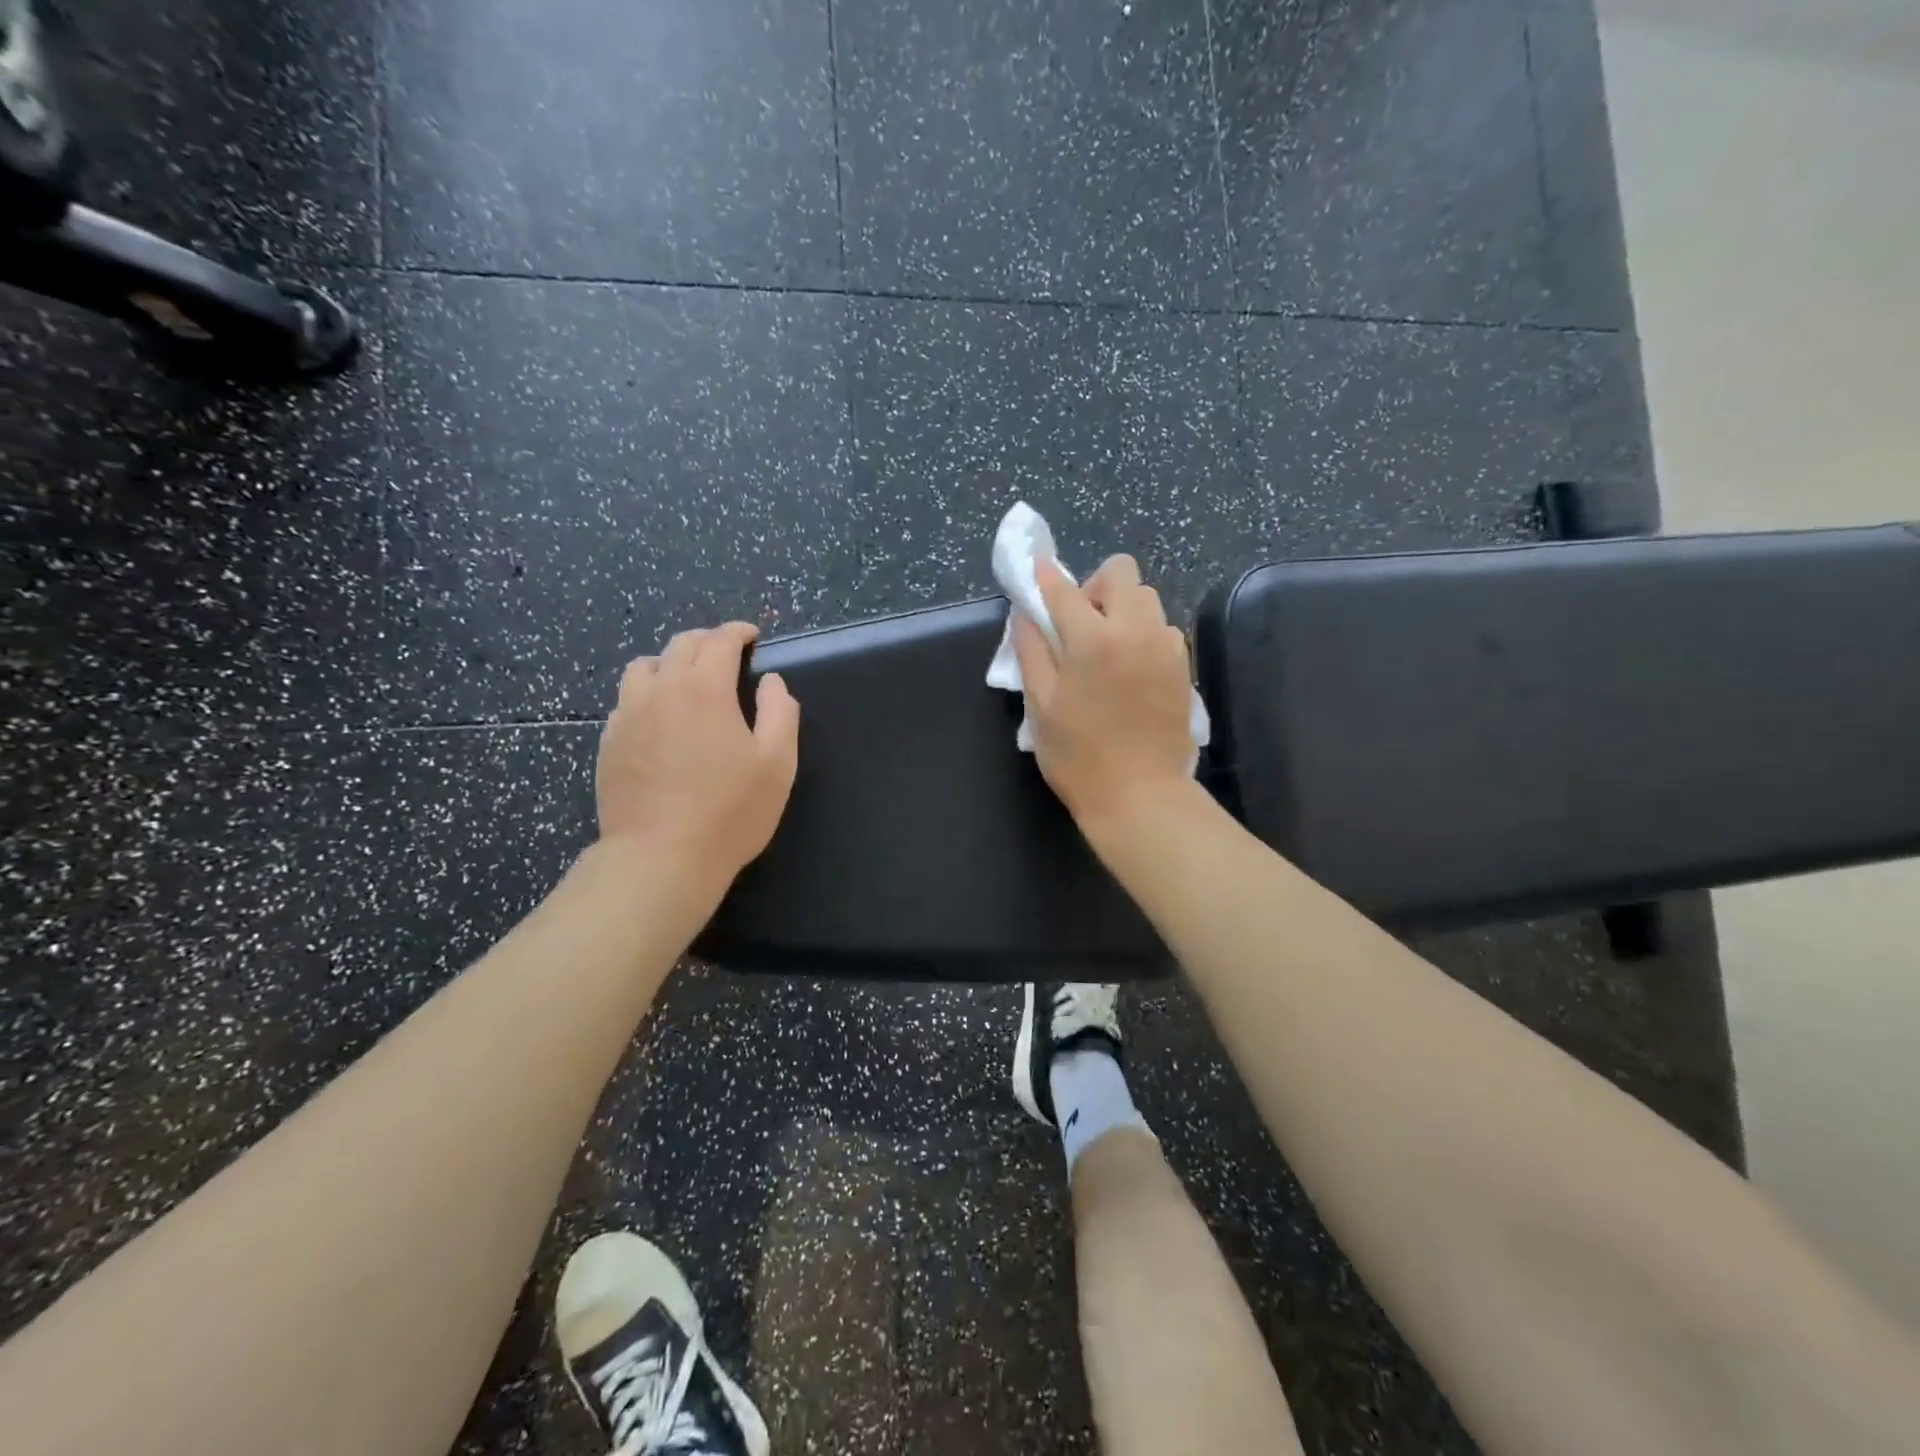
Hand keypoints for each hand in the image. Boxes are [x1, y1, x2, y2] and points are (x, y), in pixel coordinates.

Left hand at [596, 622, 799, 889]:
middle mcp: (661, 691)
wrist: (660, 858)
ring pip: (643, 668)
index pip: (719, 641)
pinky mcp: (608, 742)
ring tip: (685, 680)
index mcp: (704, 689)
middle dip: (706, 641)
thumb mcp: (777, 764)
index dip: (738, 632)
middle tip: (725, 653)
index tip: (752, 636)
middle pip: (680, 646)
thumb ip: (780, 713)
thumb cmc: (730, 812)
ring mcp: (627, 715)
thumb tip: (771, 682)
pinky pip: (626, 701)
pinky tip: (659, 719)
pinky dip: (647, 695)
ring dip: (669, 663)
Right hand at [1012, 555, 1197, 834]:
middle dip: (1095, 587)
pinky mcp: (1183, 665)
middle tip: (1079, 624)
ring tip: (1106, 649)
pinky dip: (1142, 633)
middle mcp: (1135, 630)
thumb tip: (1027, 614)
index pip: (1064, 590)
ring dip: (1122, 609)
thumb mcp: (1040, 706)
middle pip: (1121, 573)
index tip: (1037, 569)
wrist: (1141, 796)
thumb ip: (1032, 651)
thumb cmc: (1079, 757)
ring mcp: (1166, 646)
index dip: (1046, 576)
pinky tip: (1129, 669)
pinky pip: (1162, 628)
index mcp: (1093, 639)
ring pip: (1146, 598)